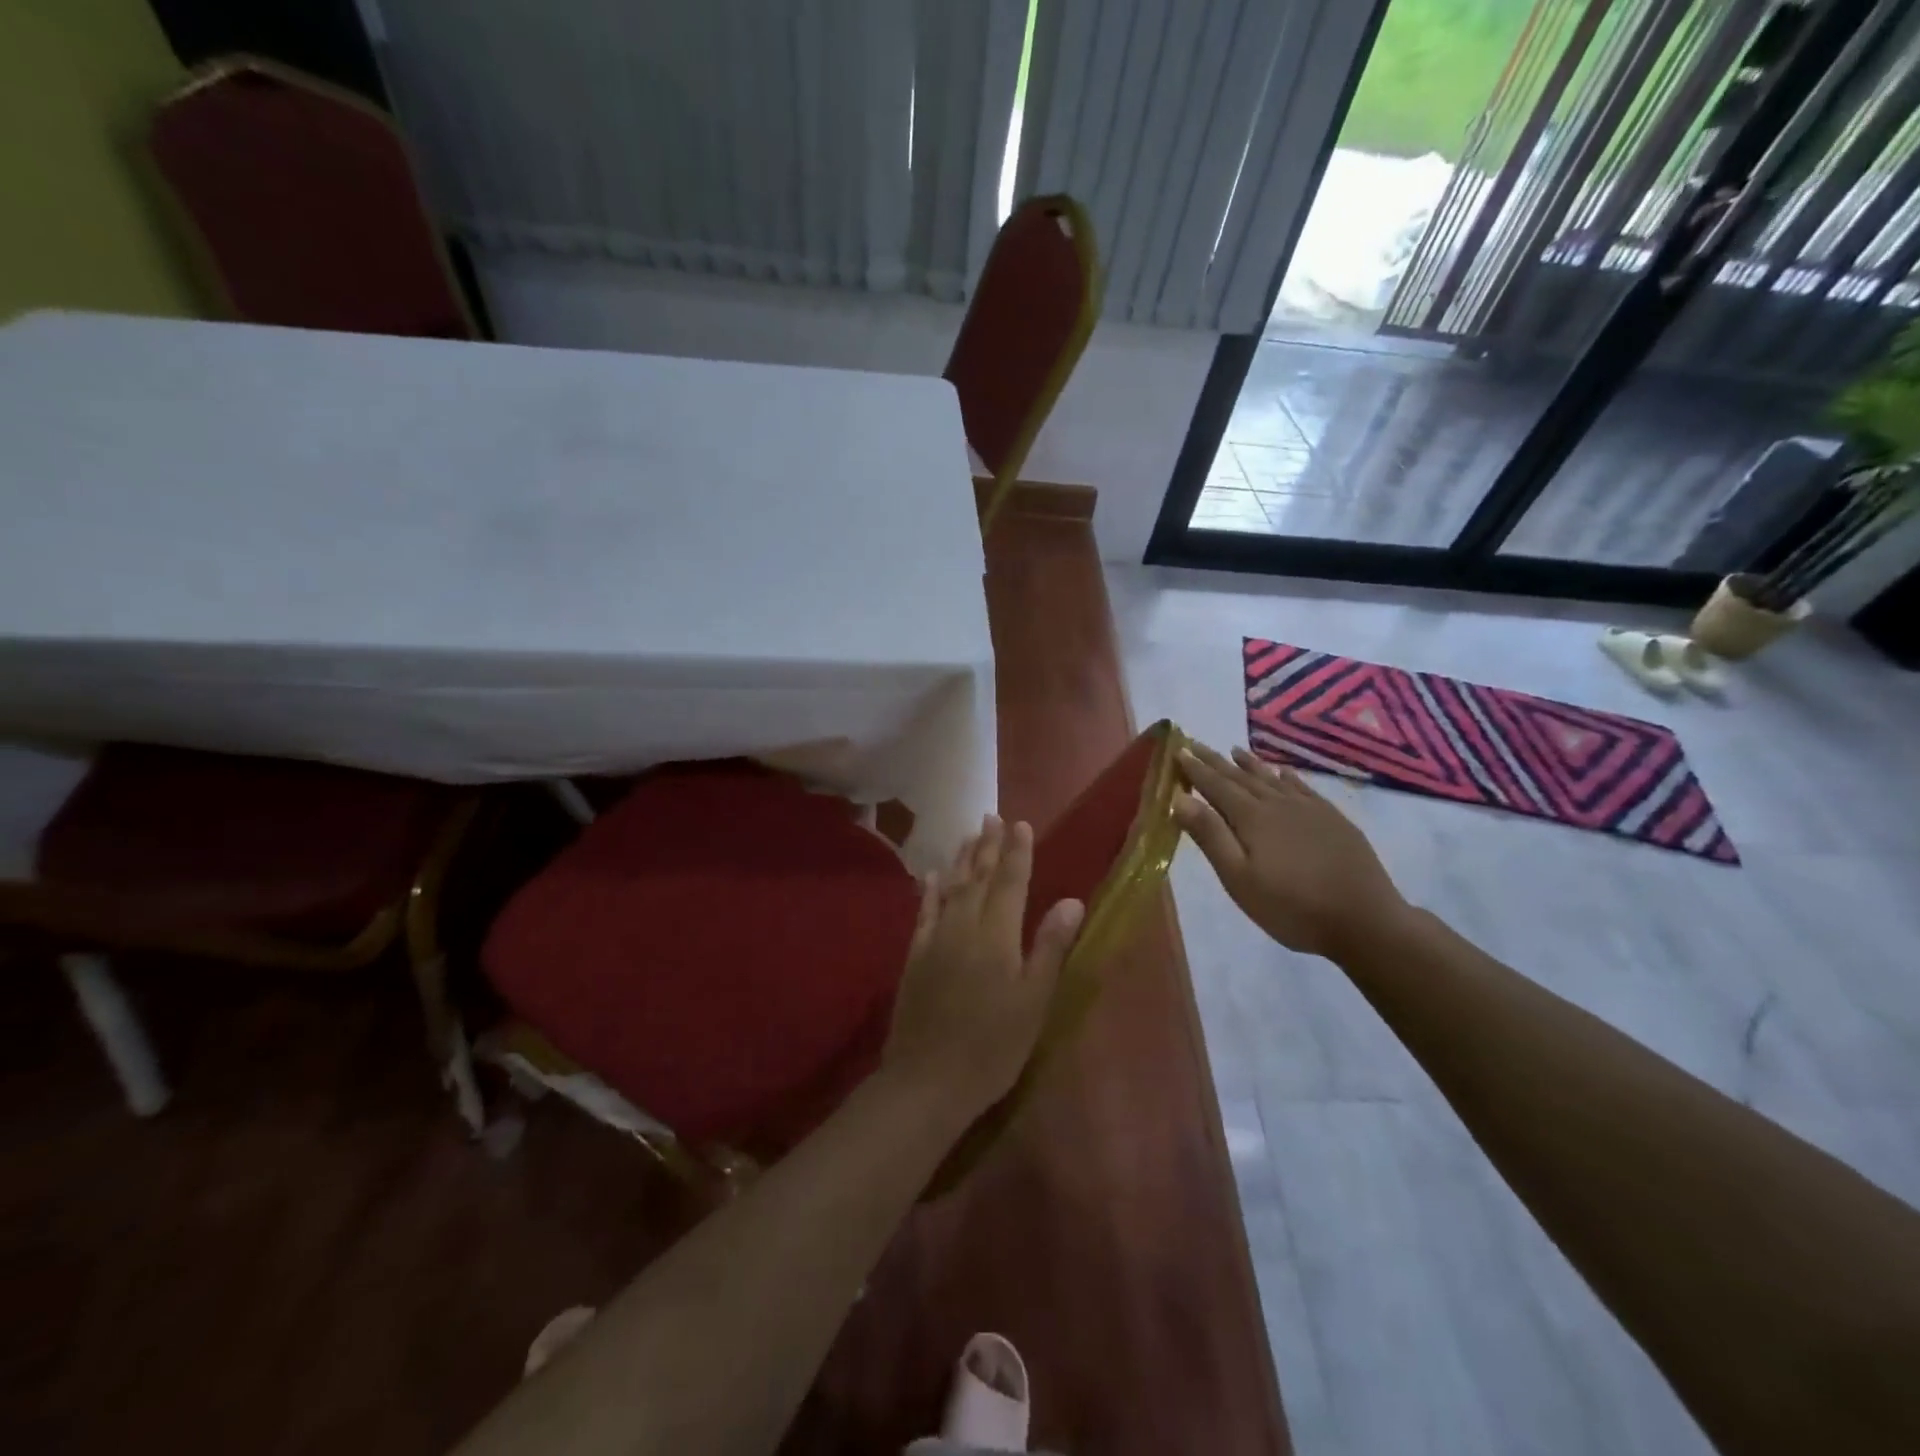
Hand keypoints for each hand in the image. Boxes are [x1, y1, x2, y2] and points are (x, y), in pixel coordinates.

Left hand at [882, 815, 1084, 1114]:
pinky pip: (924, 912)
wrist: (927, 1079)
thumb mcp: (1033, 1002)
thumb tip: (1072, 900)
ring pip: (950, 888)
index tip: (1021, 823)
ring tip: (969, 834)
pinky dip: (931, 890)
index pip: (1010, 882)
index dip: (1017, 852)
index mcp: (997, 935)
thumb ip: (1050, 948)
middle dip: (987, 845)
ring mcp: (935, 939)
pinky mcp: (915, 956)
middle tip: (992, 816)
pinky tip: (933, 875)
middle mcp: (964, 926)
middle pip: (978, 877)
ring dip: (962, 859)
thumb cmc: (993, 1047)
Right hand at [1174, 742, 1407, 959]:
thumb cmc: (1292, 907)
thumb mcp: (1239, 878)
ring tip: (1234, 750)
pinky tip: (1282, 771)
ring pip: (1272, 778)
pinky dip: (1287, 776)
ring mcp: (1310, 809)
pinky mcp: (1333, 819)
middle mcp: (1278, 804)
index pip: (1216, 786)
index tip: (1178, 749)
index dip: (1195, 769)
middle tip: (1196, 743)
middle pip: (1241, 777)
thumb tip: (1180, 798)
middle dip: (1216, 761)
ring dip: (1250, 764)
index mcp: (1252, 818)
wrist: (1365, 921)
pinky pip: (1302, 787)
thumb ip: (1210, 836)